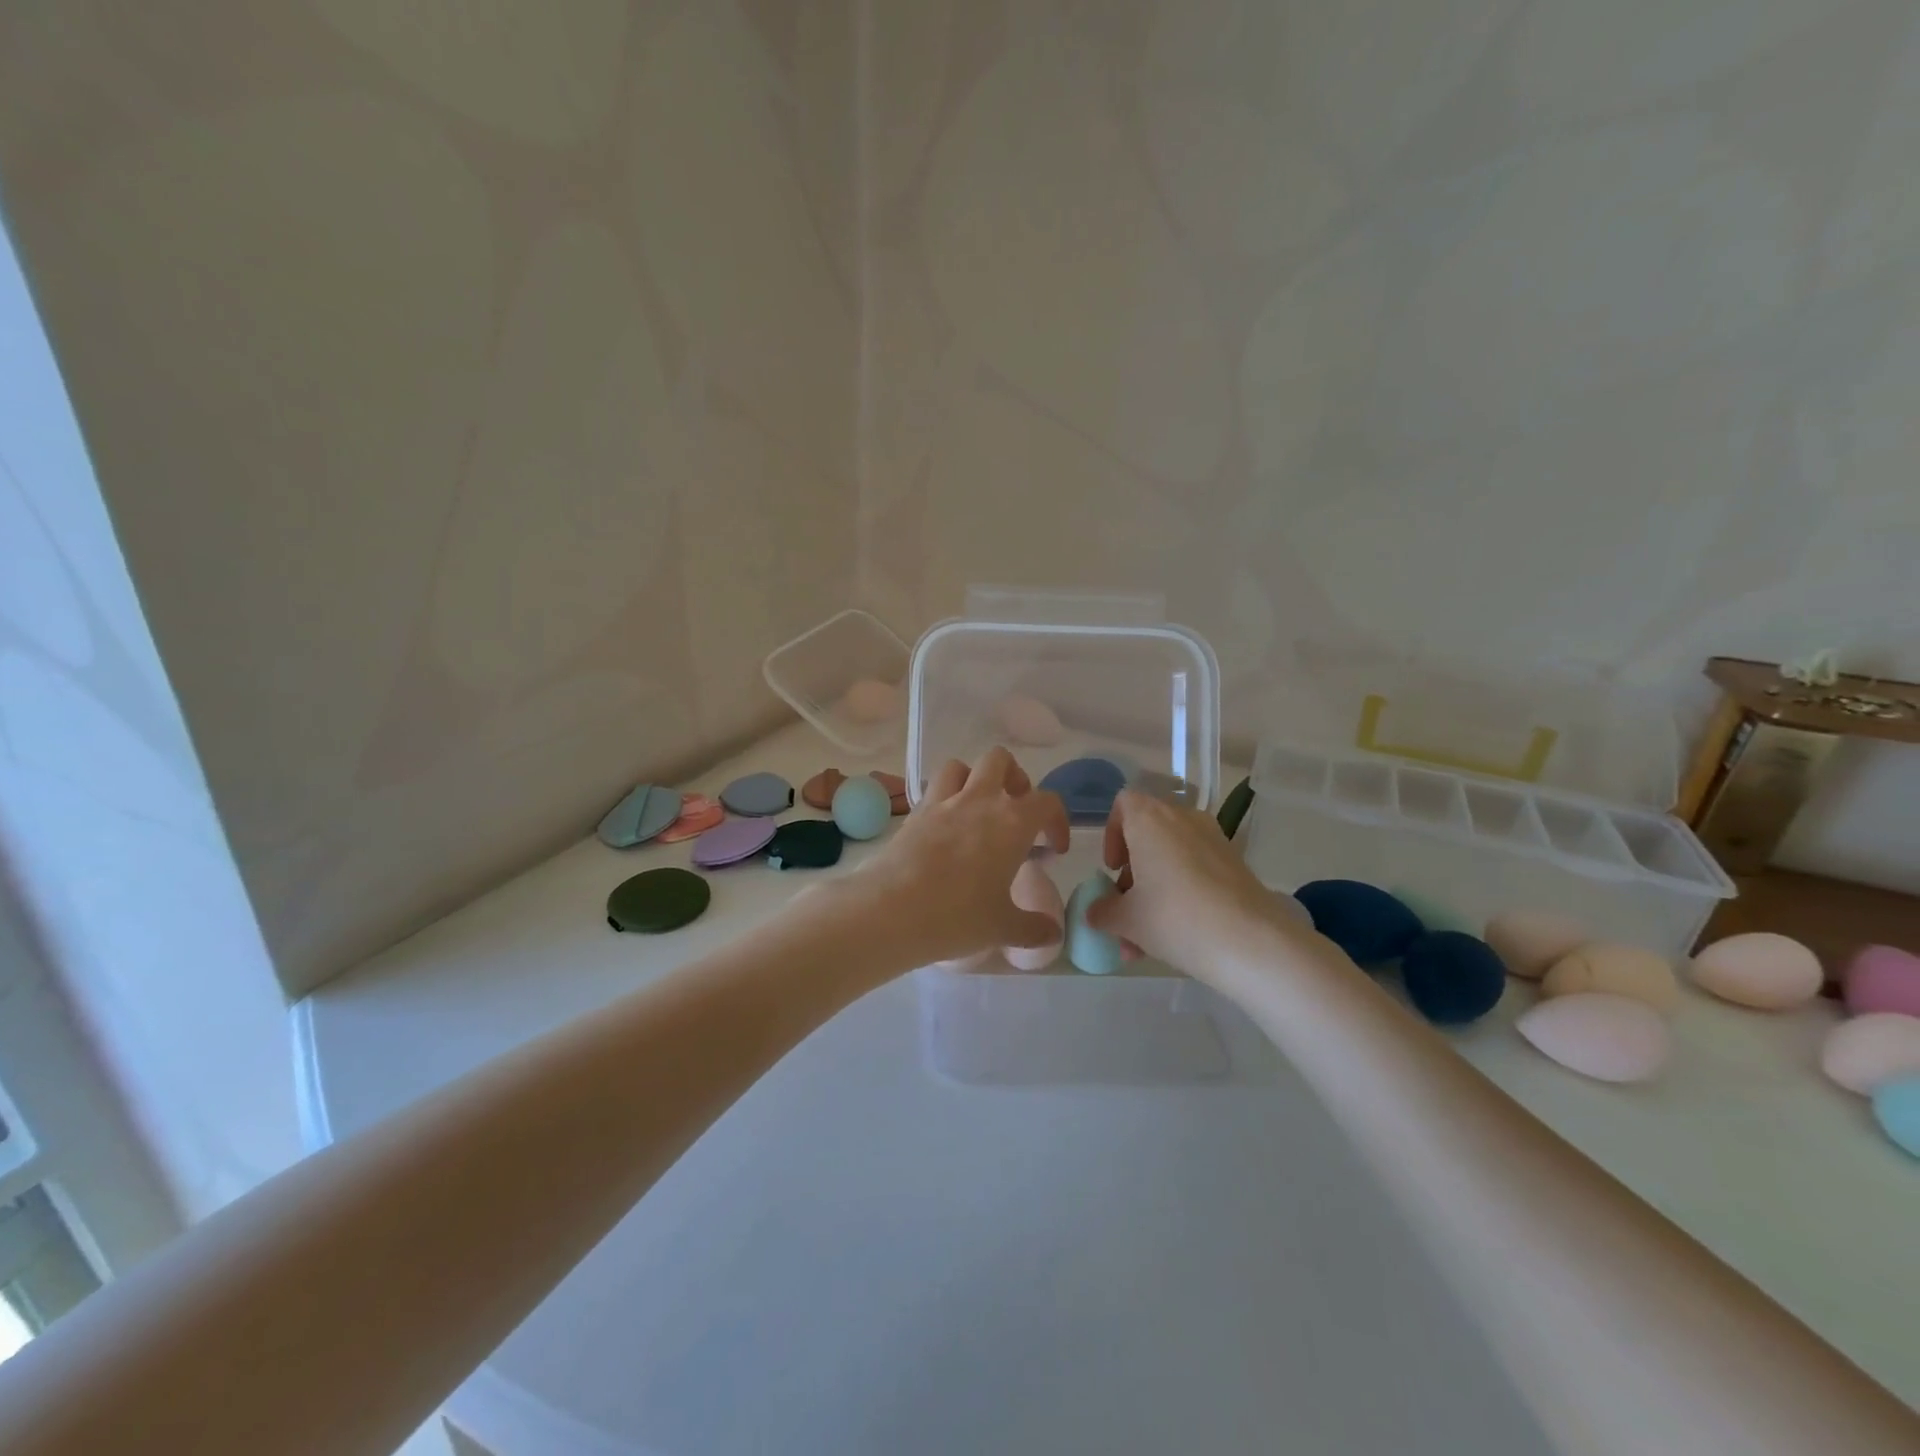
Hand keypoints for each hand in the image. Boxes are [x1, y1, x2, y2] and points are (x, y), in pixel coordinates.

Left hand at [855, 748, 1070, 968]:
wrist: (892, 909)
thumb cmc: (958, 916)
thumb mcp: (1003, 928)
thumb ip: (1033, 928)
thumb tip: (1052, 935)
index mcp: (1012, 823)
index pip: (1047, 802)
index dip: (1057, 820)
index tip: (1053, 848)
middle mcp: (979, 801)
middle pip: (1001, 761)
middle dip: (1014, 778)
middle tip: (1015, 810)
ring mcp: (943, 802)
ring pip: (961, 766)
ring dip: (974, 779)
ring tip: (977, 810)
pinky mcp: (914, 813)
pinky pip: (932, 789)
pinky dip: (943, 797)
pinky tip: (945, 827)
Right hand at [1085, 789, 1306, 984]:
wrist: (1252, 942)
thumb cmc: (1176, 918)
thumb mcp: (1127, 920)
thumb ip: (1103, 911)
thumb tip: (1096, 912)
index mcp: (1150, 820)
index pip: (1123, 804)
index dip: (1112, 835)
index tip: (1112, 870)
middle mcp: (1183, 819)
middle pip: (1148, 836)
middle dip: (1132, 875)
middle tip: (1126, 911)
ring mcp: (1214, 840)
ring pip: (1172, 859)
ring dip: (1154, 892)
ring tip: (1146, 942)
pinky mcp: (1236, 864)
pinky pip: (1197, 870)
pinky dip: (1182, 893)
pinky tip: (1179, 936)